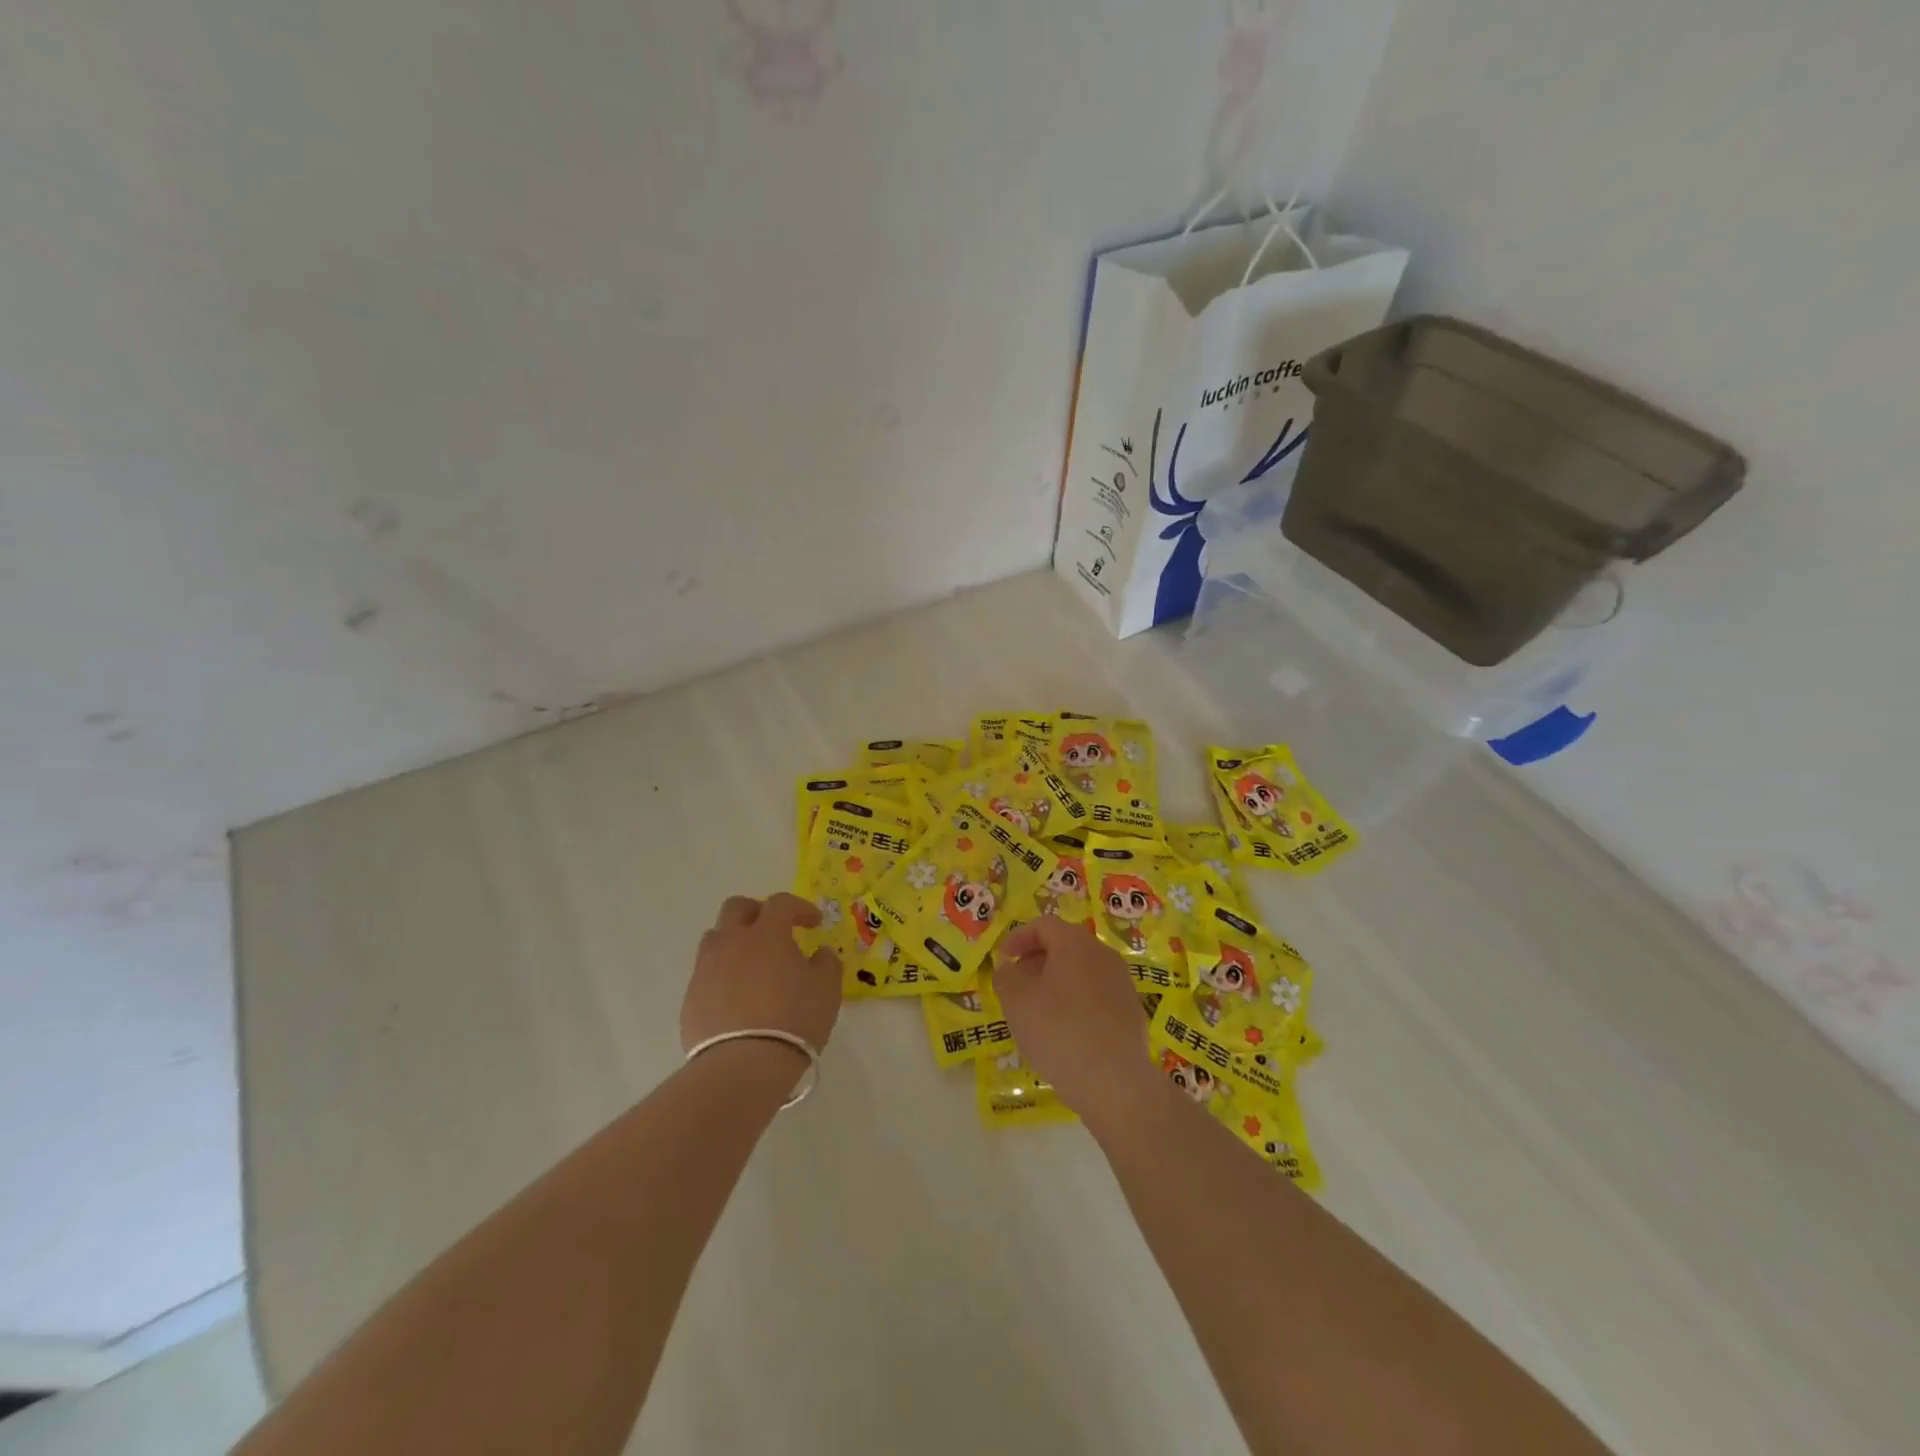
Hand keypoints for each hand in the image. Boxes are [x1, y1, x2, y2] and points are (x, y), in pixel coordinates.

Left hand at [681, 894, 841, 1054]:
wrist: (743, 1066)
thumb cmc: (793, 1019)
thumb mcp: (827, 988)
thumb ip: (825, 962)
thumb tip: (818, 953)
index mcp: (766, 933)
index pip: (781, 903)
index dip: (800, 907)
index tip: (814, 923)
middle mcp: (732, 942)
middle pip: (736, 908)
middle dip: (757, 912)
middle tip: (774, 930)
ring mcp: (706, 969)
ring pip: (716, 938)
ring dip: (735, 942)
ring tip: (752, 965)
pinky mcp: (691, 998)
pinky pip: (707, 974)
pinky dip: (723, 976)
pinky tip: (737, 998)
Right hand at [994, 916, 1164, 1132]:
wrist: (1116, 1082)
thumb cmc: (1059, 1031)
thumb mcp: (1017, 1002)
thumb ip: (1006, 978)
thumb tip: (1008, 968)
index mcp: (1075, 944)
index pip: (1044, 925)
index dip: (1018, 938)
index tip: (1003, 960)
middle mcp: (1103, 955)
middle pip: (1065, 946)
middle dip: (1037, 960)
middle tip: (1017, 985)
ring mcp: (1122, 983)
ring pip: (1082, 972)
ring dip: (1057, 983)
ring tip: (1038, 1011)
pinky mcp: (1132, 1011)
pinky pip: (1097, 995)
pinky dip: (1076, 1003)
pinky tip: (1066, 1032)